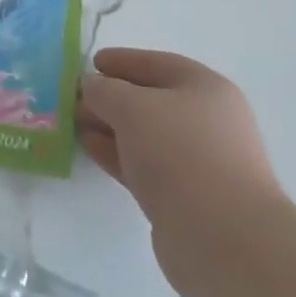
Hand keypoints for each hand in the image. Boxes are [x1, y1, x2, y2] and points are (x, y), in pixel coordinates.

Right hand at [78, 48, 288, 292]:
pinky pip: (143, 163)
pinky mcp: (184, 194)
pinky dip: (116, 152)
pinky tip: (89, 148)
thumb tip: (92, 88)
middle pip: (151, 99)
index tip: (90, 62)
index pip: (157, 64)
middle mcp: (207, 120)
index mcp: (205, 88)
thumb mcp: (131, 107)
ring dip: (109, 126)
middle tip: (74, 97)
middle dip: (111, 96)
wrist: (222, 236)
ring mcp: (197, 160)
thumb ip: (104, 90)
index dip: (122, 60)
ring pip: (144, 134)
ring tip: (74, 123)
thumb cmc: (180, 153)